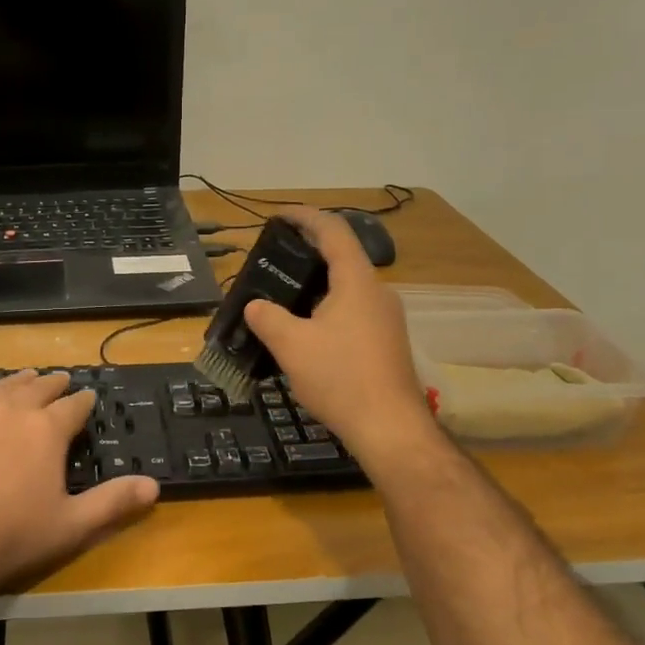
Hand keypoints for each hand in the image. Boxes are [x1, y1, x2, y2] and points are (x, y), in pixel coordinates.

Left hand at [0, 370, 159, 594]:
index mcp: (47, 431)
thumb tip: (154, 485)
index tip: (89, 397)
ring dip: (19, 380)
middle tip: (62, 380)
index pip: (73, 406)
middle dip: (54, 384)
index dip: (84, 401)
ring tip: (28, 377)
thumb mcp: (72, 525)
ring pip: (3, 387)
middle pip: (38, 388)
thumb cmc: (14, 536)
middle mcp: (13, 411)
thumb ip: (113, 502)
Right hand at [243, 206, 435, 459]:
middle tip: (274, 261)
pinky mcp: (387, 343)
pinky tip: (306, 332)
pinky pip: (353, 312)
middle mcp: (377, 292)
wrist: (390, 429)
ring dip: (316, 286)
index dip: (305, 217)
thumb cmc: (340, 378)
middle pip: (342, 258)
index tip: (278, 215)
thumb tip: (254, 306)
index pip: (333, 231)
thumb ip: (268, 318)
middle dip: (307, 254)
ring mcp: (386, 319)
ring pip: (347, 289)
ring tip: (283, 298)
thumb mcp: (292, 346)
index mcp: (357, 281)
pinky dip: (327, 309)